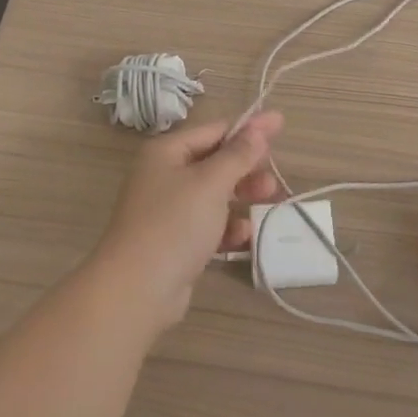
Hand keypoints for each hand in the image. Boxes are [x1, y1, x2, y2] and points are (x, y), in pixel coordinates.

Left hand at [94, 112, 283, 331]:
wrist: (137, 290)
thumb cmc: (174, 224)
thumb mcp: (211, 183)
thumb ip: (238, 154)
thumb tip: (260, 126)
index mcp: (167, 152)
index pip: (214, 131)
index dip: (248, 130)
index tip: (280, 126)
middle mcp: (165, 175)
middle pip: (215, 163)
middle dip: (247, 168)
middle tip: (275, 178)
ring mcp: (168, 210)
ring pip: (214, 195)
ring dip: (242, 197)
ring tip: (270, 201)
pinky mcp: (175, 241)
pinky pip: (208, 225)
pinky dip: (227, 228)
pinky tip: (244, 236)